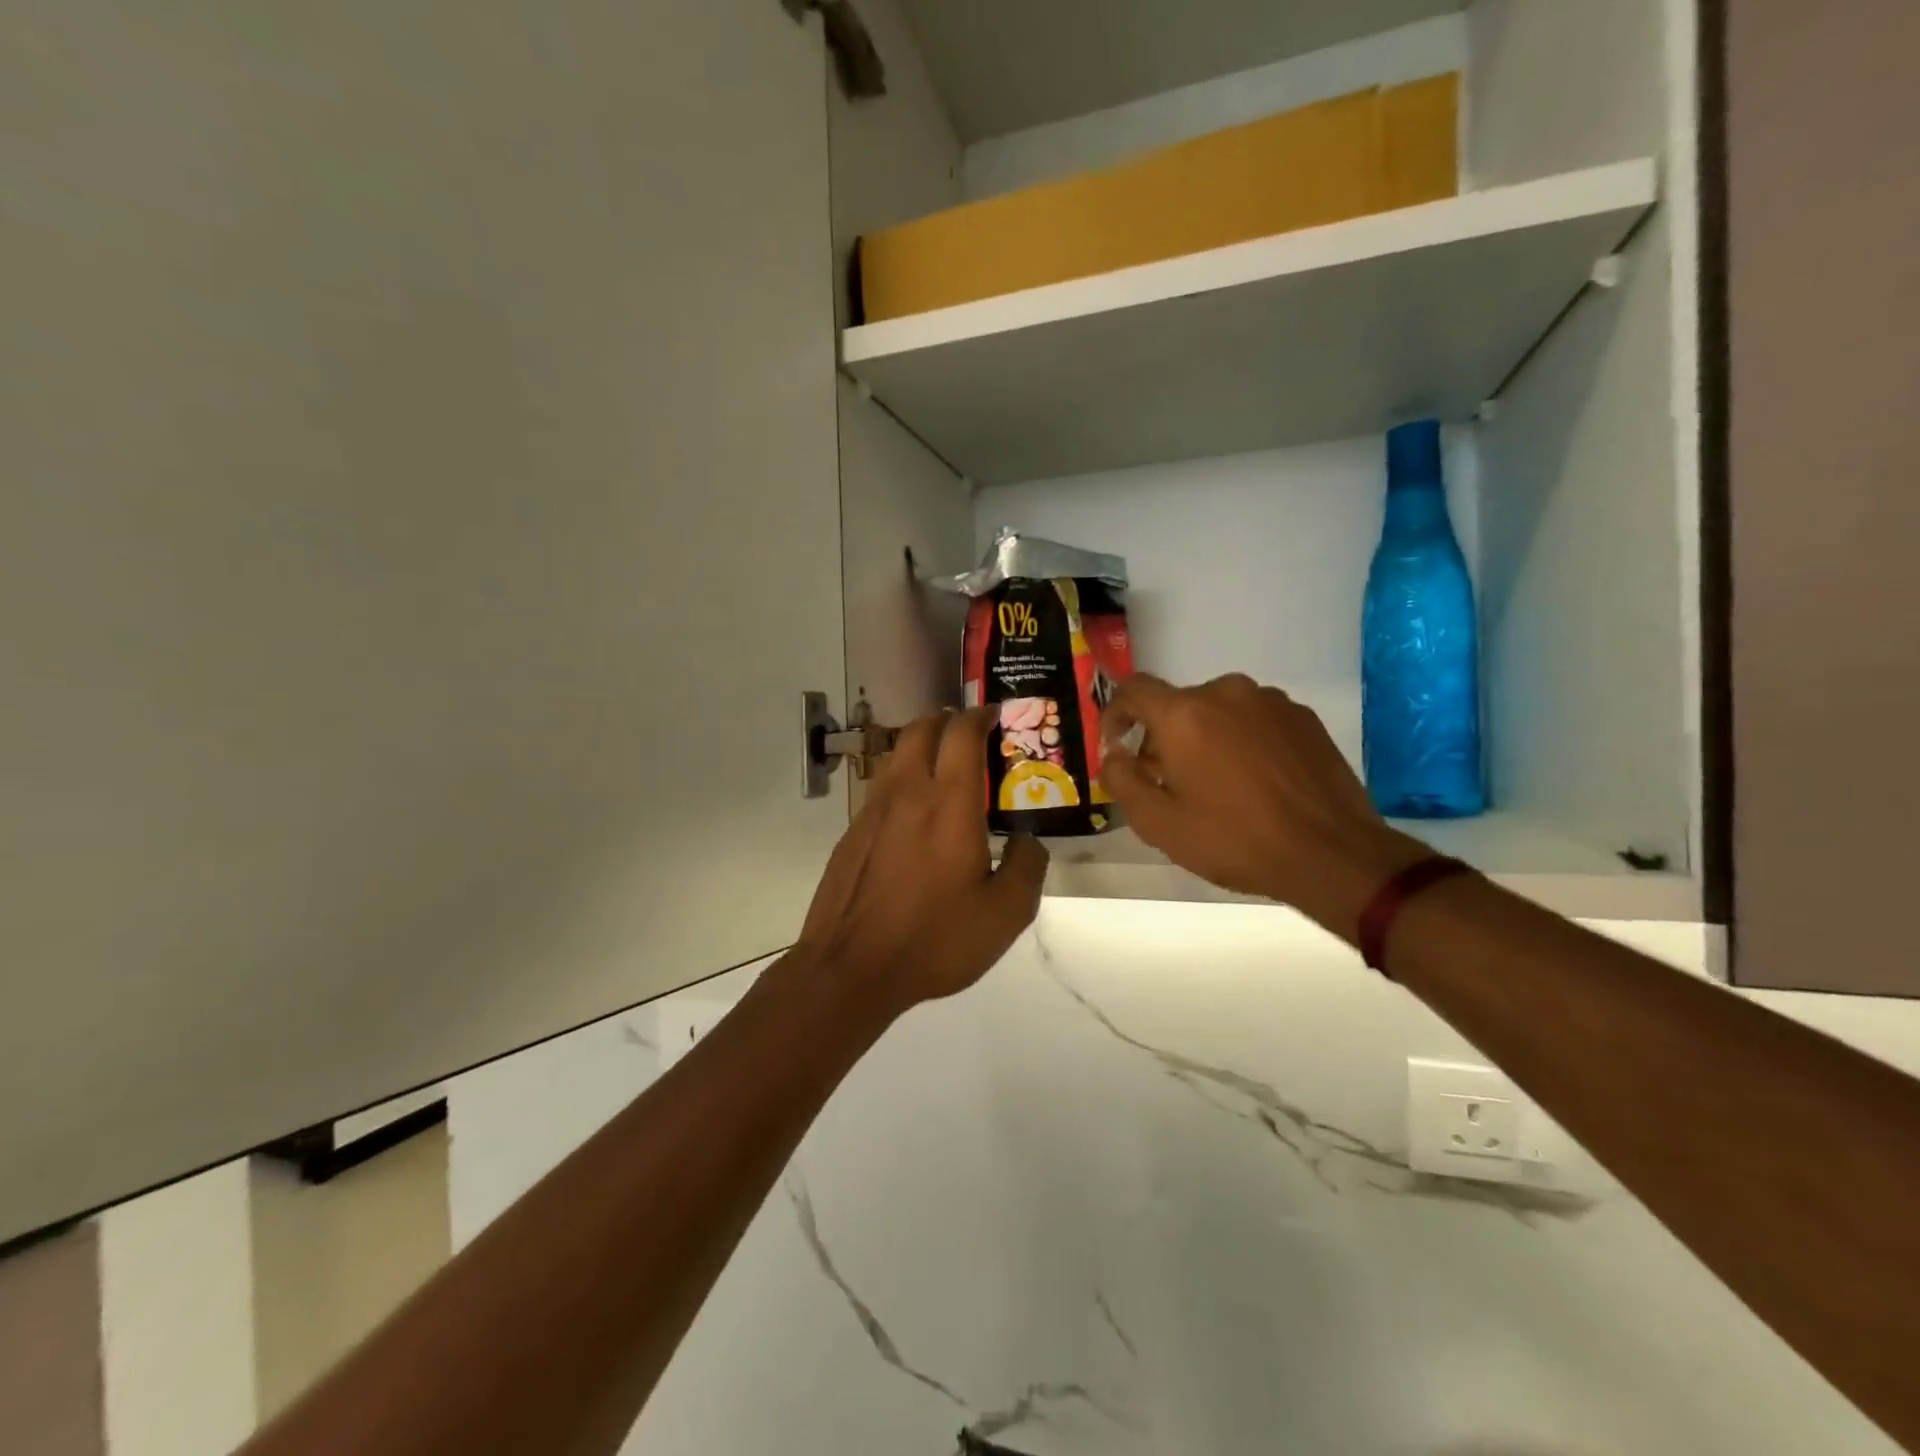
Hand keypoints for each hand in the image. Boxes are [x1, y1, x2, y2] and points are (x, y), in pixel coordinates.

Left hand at [794, 707, 1049, 1018]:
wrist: (851, 967)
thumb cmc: (935, 939)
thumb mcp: (1006, 913)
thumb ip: (1028, 866)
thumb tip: (1028, 840)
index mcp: (948, 802)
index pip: (961, 733)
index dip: (979, 715)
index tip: (994, 715)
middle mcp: (907, 792)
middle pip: (921, 729)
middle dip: (946, 720)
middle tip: (968, 733)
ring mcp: (872, 810)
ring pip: (895, 755)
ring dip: (920, 746)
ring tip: (942, 767)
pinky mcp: (852, 832)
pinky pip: (880, 787)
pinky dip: (902, 779)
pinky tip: (913, 813)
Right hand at [1101, 674, 1426, 932]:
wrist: (1333, 854)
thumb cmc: (1235, 840)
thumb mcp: (1159, 824)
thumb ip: (1122, 781)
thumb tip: (1114, 755)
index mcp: (1184, 714)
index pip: (1133, 689)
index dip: (1115, 713)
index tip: (1118, 745)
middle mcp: (1226, 692)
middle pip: (1177, 705)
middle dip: (1163, 737)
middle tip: (1168, 782)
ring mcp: (1270, 701)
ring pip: (1218, 711)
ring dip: (1204, 738)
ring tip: (1217, 784)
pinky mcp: (1303, 717)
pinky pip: (1254, 719)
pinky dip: (1241, 740)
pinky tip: (1255, 781)